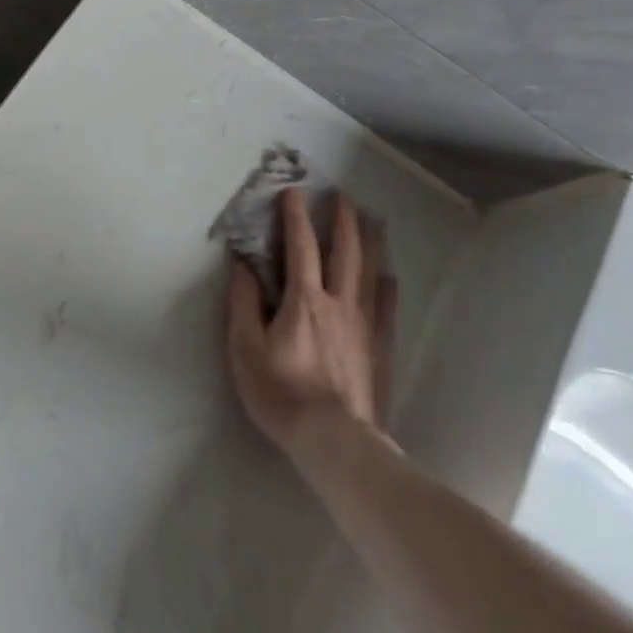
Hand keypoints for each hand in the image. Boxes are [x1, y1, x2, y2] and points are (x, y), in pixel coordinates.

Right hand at [226, 188, 397, 468]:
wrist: (335, 441)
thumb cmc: (280, 393)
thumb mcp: (244, 348)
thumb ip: (243, 302)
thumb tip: (242, 264)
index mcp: (303, 299)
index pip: (300, 246)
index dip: (296, 217)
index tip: (295, 192)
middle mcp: (339, 302)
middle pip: (345, 251)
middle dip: (343, 220)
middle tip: (343, 197)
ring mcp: (365, 324)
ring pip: (371, 272)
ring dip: (370, 242)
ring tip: (372, 221)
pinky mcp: (381, 347)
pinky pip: (387, 305)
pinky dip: (387, 283)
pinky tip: (390, 276)